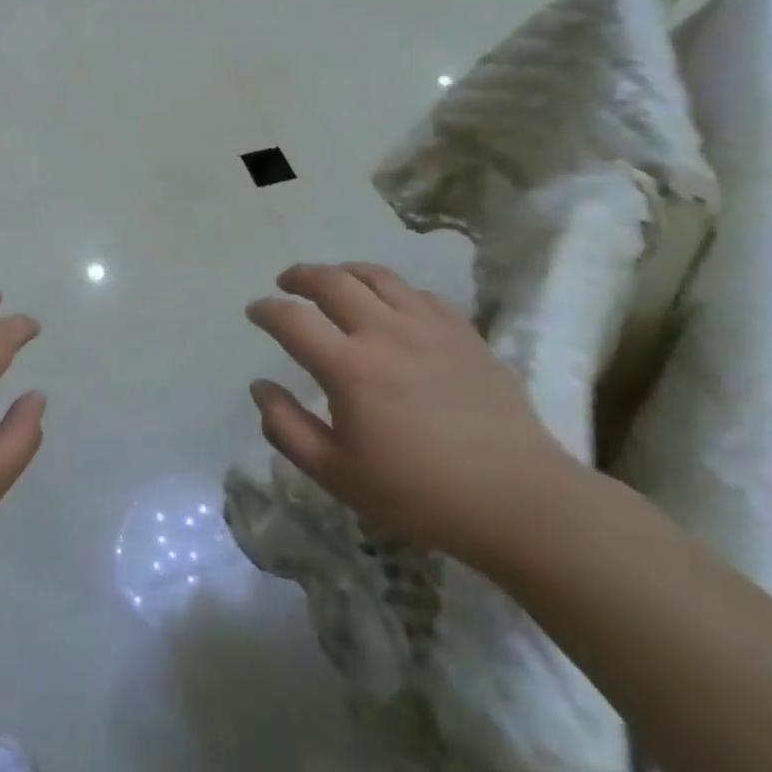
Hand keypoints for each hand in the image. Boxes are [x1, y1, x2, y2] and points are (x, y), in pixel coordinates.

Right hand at [245, 262, 580, 567]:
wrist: (516, 499)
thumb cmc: (417, 494)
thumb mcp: (336, 474)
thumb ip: (286, 427)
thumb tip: (260, 386)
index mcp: (349, 367)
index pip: (292, 319)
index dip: (266, 310)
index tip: (256, 311)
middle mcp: (385, 332)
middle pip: (332, 281)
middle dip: (300, 276)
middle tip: (287, 283)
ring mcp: (429, 326)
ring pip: (377, 276)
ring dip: (344, 272)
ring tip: (333, 281)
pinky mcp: (463, 331)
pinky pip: (418, 292)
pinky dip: (390, 289)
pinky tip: (389, 305)